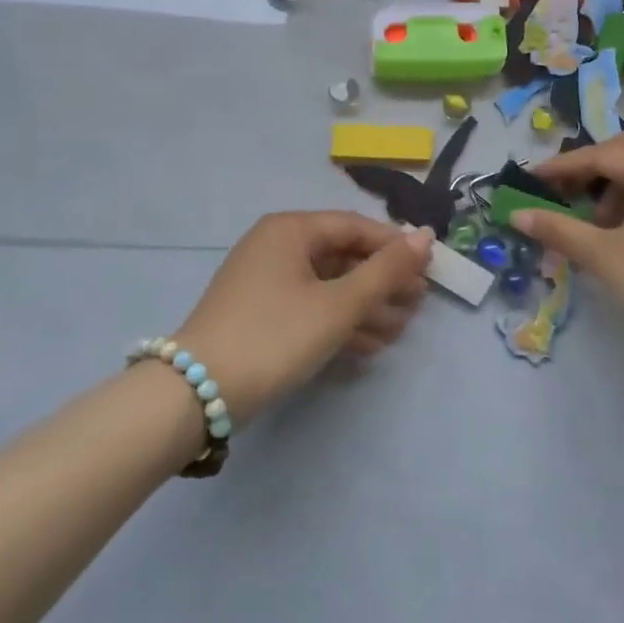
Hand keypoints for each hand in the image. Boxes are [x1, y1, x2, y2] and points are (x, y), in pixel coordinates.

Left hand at [174, 212, 431, 418]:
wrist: (195, 395)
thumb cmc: (275, 335)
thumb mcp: (338, 304)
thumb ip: (385, 271)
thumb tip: (426, 235)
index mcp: (291, 230)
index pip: (356, 227)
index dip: (395, 247)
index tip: (428, 271)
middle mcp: (276, 246)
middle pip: (343, 256)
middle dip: (382, 282)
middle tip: (418, 305)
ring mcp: (265, 282)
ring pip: (328, 285)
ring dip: (366, 307)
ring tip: (400, 330)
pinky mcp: (260, 314)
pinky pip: (310, 307)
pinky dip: (339, 322)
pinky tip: (370, 345)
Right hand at [513, 131, 623, 366]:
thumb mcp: (602, 255)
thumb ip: (558, 229)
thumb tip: (516, 214)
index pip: (601, 155)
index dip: (563, 166)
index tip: (533, 180)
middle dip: (594, 166)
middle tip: (567, 189)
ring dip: (616, 184)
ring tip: (595, 221)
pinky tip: (623, 232)